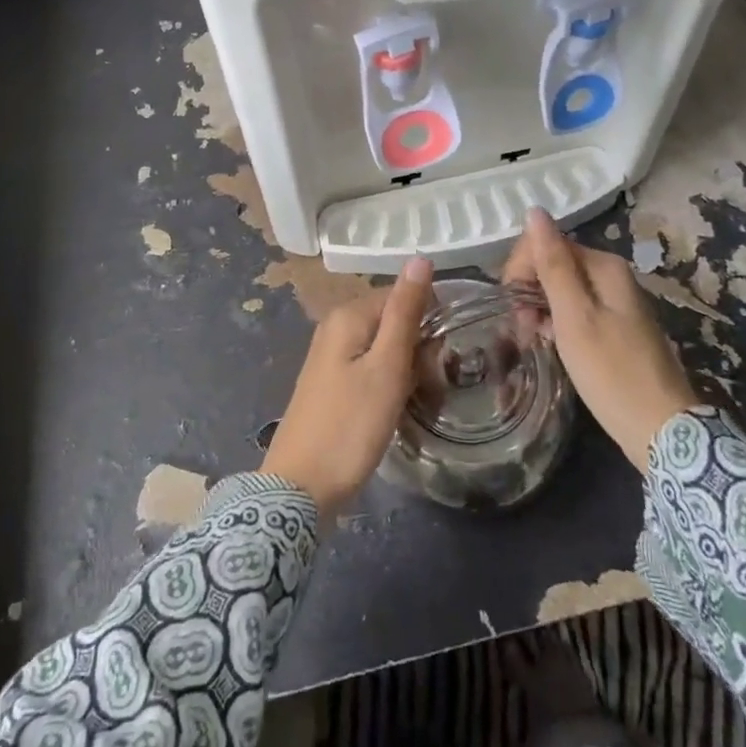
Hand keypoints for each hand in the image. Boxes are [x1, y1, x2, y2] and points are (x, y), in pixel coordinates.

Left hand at [262, 257, 433, 515]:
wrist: (300, 488)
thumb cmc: (351, 426)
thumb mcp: (387, 367)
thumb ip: (404, 312)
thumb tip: (419, 258)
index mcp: (348, 315)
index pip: (402, 295)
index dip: (430, 320)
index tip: (445, 355)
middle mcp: (335, 327)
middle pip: (393, 321)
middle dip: (419, 346)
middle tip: (432, 382)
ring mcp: (329, 357)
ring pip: (384, 347)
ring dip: (407, 367)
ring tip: (419, 397)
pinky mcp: (330, 384)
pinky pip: (370, 368)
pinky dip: (389, 383)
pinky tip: (396, 407)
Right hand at [502, 208, 700, 465]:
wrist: (661, 430)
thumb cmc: (611, 372)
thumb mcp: (575, 317)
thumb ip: (553, 264)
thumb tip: (535, 211)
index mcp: (603, 266)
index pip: (546, 243)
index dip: (521, 269)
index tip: (512, 305)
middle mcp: (611, 275)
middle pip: (554, 264)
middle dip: (529, 289)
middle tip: (520, 328)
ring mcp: (615, 302)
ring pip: (561, 289)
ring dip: (538, 308)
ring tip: (531, 340)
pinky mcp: (615, 327)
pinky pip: (575, 311)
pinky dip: (556, 323)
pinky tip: (549, 345)